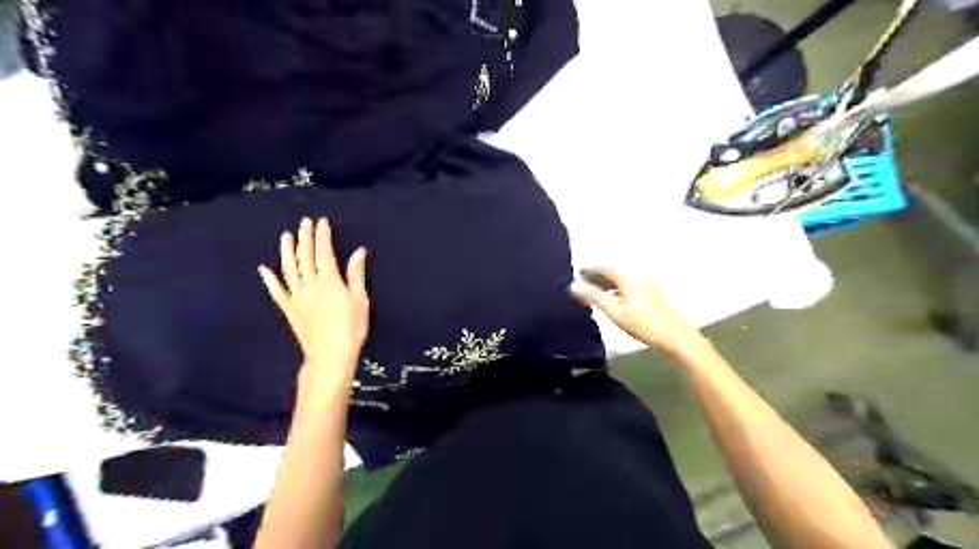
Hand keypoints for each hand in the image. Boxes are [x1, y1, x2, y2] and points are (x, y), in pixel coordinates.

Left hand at [258, 216, 367, 379]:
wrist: (331, 354)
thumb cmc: (352, 328)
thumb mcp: (360, 300)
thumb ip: (356, 274)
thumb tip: (358, 251)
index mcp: (329, 281)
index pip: (324, 253)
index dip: (322, 236)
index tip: (321, 222)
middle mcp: (310, 285)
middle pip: (305, 257)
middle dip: (305, 238)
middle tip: (304, 222)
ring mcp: (296, 297)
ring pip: (289, 269)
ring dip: (287, 251)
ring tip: (286, 236)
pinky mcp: (289, 309)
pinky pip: (277, 292)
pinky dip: (270, 280)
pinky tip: (264, 269)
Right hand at [575, 267, 703, 354]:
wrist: (675, 337)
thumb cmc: (642, 323)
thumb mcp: (614, 311)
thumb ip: (594, 297)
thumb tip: (574, 287)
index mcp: (628, 278)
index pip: (606, 268)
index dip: (591, 270)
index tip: (579, 273)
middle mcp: (639, 278)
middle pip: (616, 273)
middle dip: (600, 276)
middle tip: (586, 281)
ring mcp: (649, 287)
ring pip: (624, 280)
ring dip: (610, 283)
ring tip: (599, 290)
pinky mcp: (655, 296)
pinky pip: (632, 286)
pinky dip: (620, 289)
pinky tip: (618, 299)